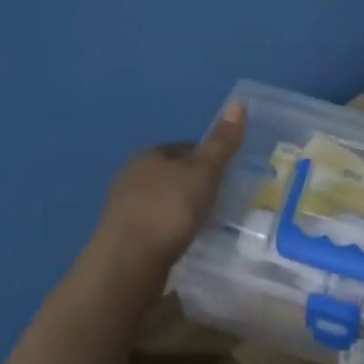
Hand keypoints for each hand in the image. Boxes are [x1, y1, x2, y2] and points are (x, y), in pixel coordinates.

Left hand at [91, 101, 245, 279]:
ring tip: (209, 220)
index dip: (209, 157)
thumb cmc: (169, 209)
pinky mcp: (125, 235)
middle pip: (172, 173)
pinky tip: (186, 238)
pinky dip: (173, 227)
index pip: (185, 147)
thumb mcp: (203, 173)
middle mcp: (132, 175)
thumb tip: (238, 102)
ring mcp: (125, 206)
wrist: (129, 260)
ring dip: (183, 206)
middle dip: (195, 183)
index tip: (230, 173)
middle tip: (224, 198)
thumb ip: (221, 144)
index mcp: (149, 155)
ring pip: (163, 199)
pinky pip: (156, 223)